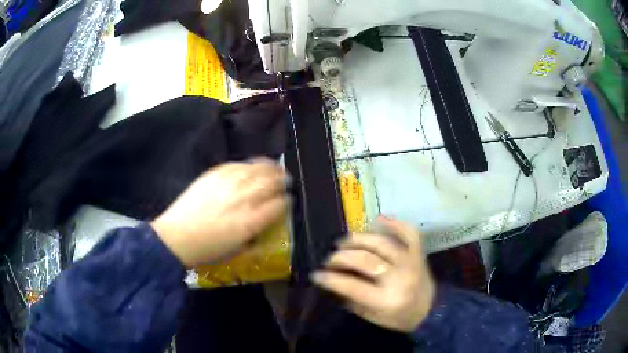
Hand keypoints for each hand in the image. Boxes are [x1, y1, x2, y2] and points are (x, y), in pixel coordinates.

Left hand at [151, 158, 288, 267]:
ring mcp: (227, 184)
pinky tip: (252, 166)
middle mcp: (243, 199)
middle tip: (286, 180)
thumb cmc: (208, 250)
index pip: (278, 205)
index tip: (288, 200)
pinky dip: (248, 164)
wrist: (177, 237)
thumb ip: (255, 237)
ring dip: (270, 168)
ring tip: (276, 168)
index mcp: (251, 221)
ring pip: (256, 169)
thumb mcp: (238, 251)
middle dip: (282, 180)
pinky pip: (236, 165)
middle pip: (271, 183)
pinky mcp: (213, 174)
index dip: (287, 201)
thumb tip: (265, 225)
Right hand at [312, 217, 434, 332]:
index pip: (352, 285)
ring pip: (381, 243)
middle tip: (330, 258)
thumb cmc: (400, 318)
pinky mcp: (418, 253)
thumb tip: (333, 280)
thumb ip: (352, 299)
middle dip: (341, 257)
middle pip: (364, 260)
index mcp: (387, 299)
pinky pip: (408, 232)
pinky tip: (377, 219)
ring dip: (358, 239)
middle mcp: (399, 277)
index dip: (330, 278)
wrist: (432, 310)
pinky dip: (393, 223)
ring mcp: (411, 262)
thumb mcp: (373, 317)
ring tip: (344, 242)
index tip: (316, 274)